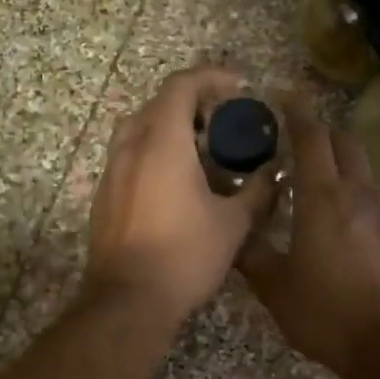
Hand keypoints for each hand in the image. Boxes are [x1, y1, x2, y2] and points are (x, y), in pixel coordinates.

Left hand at [84, 67, 274, 326]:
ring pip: (139, 130)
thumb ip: (258, 192)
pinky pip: (129, 157)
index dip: (211, 77)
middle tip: (222, 122)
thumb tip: (276, 175)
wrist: (128, 301)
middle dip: (192, 104)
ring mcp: (112, 172)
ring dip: (170, 128)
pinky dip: (153, 154)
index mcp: (162, 142)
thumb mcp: (233, 224)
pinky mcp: (104, 196)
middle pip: (158, 104)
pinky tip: (177, 184)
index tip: (238, 87)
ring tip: (201, 151)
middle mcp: (131, 147)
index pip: (182, 86)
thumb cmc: (185, 256)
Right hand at [238, 100, 379, 378]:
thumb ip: (251, 254)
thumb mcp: (276, 288)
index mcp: (324, 198)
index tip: (285, 97)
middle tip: (298, 139)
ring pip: (364, 170)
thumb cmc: (327, 314)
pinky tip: (345, 224)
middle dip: (322, 133)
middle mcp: (360, 193)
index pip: (312, 138)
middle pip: (345, 143)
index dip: (298, 112)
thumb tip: (232, 234)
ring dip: (342, 165)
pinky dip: (358, 196)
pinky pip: (377, 199)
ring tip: (319, 183)